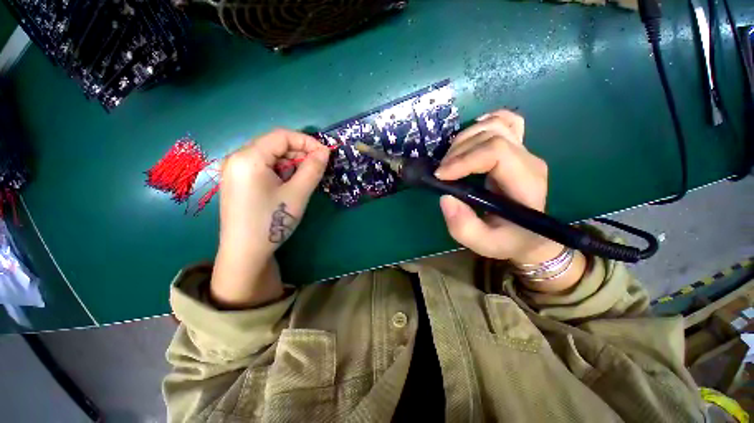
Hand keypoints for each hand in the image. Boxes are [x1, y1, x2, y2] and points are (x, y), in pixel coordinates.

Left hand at [211, 129, 329, 307]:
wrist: (245, 253)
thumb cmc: (271, 222)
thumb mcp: (297, 194)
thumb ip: (312, 169)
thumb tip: (325, 151)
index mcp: (248, 157)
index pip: (281, 136)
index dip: (307, 141)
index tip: (325, 154)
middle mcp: (237, 158)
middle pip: (274, 145)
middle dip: (299, 153)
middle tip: (318, 167)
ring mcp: (235, 171)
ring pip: (270, 157)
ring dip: (291, 164)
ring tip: (306, 178)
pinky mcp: (238, 182)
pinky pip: (263, 168)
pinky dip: (281, 171)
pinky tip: (290, 185)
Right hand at [434, 110, 559, 264]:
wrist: (530, 236)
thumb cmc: (508, 241)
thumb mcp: (484, 243)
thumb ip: (463, 227)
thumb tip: (446, 197)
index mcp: (525, 183)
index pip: (496, 152)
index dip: (463, 159)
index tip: (440, 176)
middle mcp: (528, 160)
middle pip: (491, 135)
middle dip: (458, 152)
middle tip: (441, 173)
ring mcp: (525, 151)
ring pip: (495, 124)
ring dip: (464, 139)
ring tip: (450, 161)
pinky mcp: (517, 148)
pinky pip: (505, 121)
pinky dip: (483, 124)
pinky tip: (470, 137)